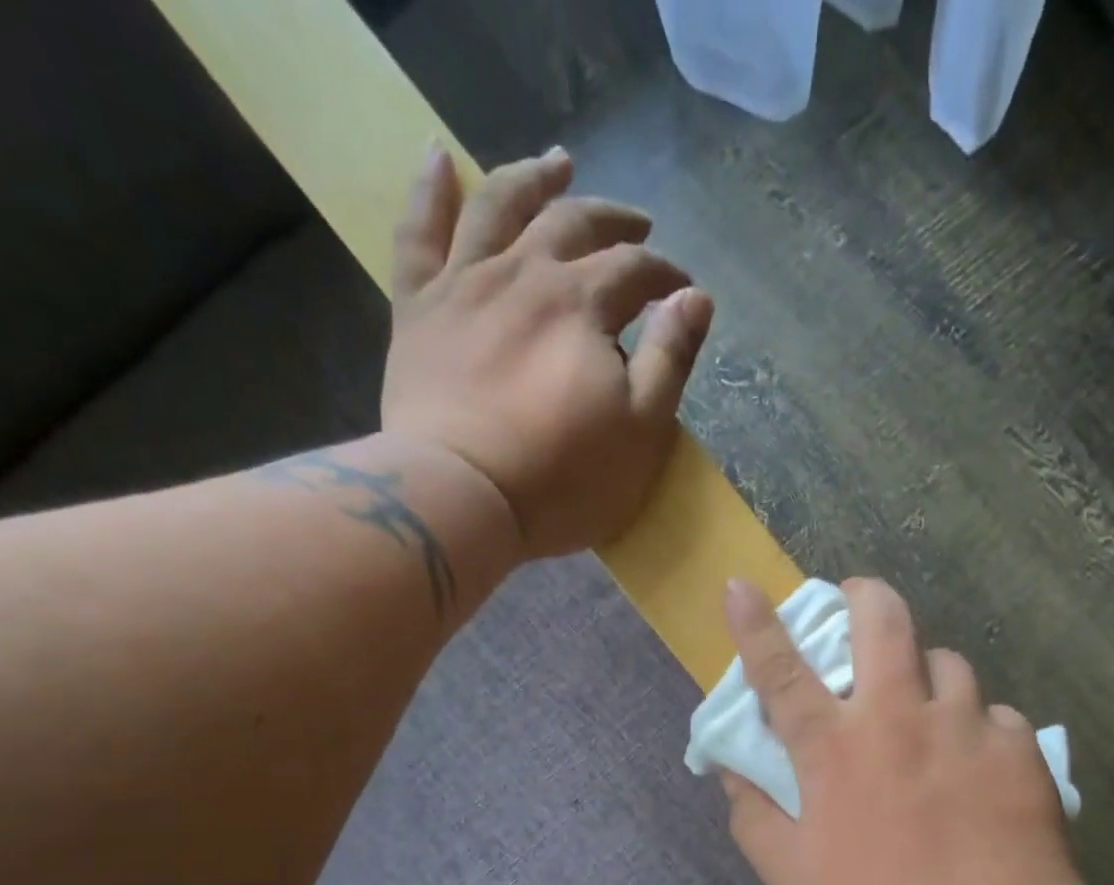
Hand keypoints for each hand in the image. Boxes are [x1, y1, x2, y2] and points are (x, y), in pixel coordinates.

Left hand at [382, 146, 714, 559]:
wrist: (461, 497)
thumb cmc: (563, 477)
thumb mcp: (641, 429)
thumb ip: (671, 358)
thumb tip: (696, 298)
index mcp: (582, 303)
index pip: (634, 270)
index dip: (665, 276)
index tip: (683, 291)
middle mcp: (523, 274)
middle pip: (572, 225)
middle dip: (612, 221)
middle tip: (636, 224)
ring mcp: (463, 285)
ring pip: (498, 207)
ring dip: (533, 181)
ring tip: (557, 165)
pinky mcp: (417, 311)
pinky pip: (417, 234)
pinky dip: (429, 191)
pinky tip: (439, 157)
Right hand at [718, 578, 1084, 884]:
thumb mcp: (793, 881)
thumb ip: (754, 817)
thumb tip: (732, 772)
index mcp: (835, 749)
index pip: (781, 670)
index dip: (755, 625)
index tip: (740, 583)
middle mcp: (899, 717)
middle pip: (882, 620)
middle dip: (864, 595)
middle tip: (859, 602)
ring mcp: (966, 725)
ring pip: (946, 661)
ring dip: (926, 672)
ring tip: (926, 708)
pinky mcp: (1019, 747)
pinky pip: (994, 713)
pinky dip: (978, 727)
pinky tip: (979, 765)